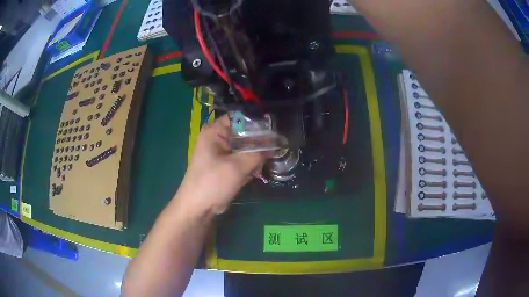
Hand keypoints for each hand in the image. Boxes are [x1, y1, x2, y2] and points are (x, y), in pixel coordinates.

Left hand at [178, 114, 265, 214]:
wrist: (198, 208)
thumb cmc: (213, 183)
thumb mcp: (237, 166)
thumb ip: (257, 153)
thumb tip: (275, 145)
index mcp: (214, 131)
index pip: (239, 118)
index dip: (257, 122)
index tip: (274, 129)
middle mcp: (217, 138)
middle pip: (244, 133)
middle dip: (259, 141)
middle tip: (277, 146)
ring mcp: (221, 153)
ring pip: (244, 147)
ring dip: (255, 155)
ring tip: (267, 161)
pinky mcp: (225, 165)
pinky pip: (241, 159)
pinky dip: (250, 164)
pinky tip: (256, 172)